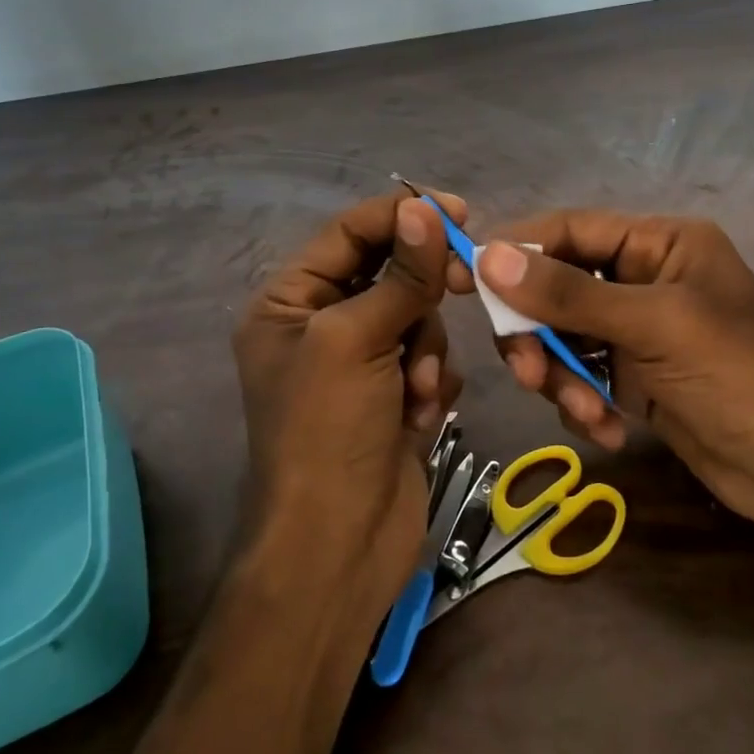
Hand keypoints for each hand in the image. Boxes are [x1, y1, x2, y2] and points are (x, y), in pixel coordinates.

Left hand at [232, 191, 465, 603]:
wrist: (339, 546)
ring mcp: (359, 364)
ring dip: (425, 351)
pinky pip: (428, 360)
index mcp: (290, 302)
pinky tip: (420, 416)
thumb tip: (424, 207)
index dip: (400, 216)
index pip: (349, 234)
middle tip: (464, 282)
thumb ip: (400, 274)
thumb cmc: (328, 432)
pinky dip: (431, 382)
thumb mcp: (356, 341)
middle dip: (421, 291)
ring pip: (416, 317)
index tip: (457, 210)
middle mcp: (321, 326)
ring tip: (416, 392)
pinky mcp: (392, 396)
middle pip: (388, 272)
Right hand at [454, 210, 753, 533]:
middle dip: (538, 333)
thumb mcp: (653, 325)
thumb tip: (488, 256)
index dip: (514, 250)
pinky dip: (584, 405)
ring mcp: (638, 333)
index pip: (568, 230)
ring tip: (588, 413)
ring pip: (563, 339)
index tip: (462, 279)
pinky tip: (610, 431)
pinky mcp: (636, 380)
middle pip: (556, 289)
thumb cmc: (739, 375)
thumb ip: (568, 293)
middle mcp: (643, 279)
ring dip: (562, 378)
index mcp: (658, 244)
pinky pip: (583, 379)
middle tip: (528, 373)